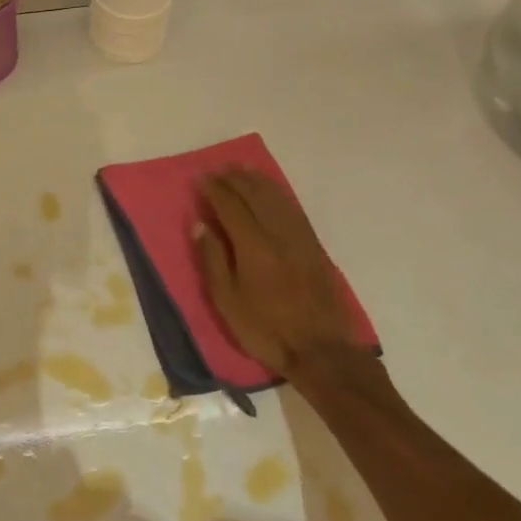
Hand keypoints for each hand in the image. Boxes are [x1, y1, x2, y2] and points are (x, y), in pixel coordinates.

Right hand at [193, 168, 374, 391]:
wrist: (321, 350)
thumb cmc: (265, 329)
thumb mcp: (227, 300)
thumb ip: (213, 259)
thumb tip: (200, 224)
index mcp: (254, 247)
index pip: (231, 206)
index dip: (215, 190)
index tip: (201, 179)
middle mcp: (279, 234)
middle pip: (256, 196)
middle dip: (235, 180)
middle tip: (219, 171)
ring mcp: (301, 239)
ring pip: (278, 199)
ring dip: (258, 181)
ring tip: (243, 171)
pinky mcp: (315, 247)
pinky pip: (294, 210)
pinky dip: (279, 194)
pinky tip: (272, 192)